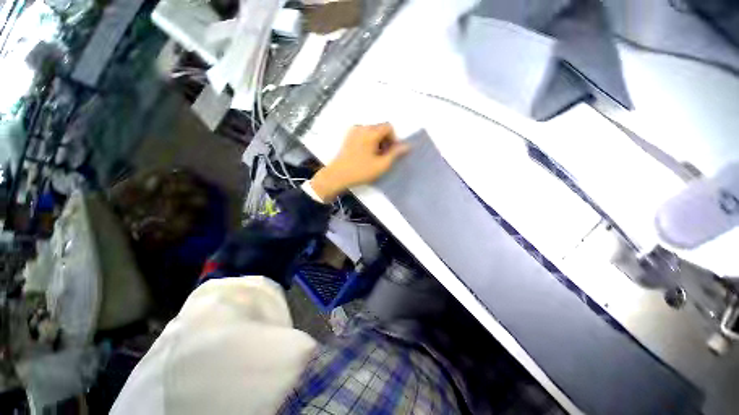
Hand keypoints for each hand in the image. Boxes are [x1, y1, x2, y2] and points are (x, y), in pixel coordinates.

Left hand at [310, 123, 408, 200]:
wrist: (337, 176)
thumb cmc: (360, 171)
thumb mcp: (381, 165)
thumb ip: (396, 154)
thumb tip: (408, 145)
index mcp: (370, 132)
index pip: (388, 127)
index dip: (393, 139)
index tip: (390, 153)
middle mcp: (361, 127)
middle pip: (380, 128)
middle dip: (385, 141)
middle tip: (382, 157)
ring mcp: (353, 131)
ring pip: (372, 131)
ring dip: (377, 142)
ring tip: (373, 157)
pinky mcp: (348, 136)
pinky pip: (364, 134)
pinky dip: (368, 141)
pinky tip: (365, 154)